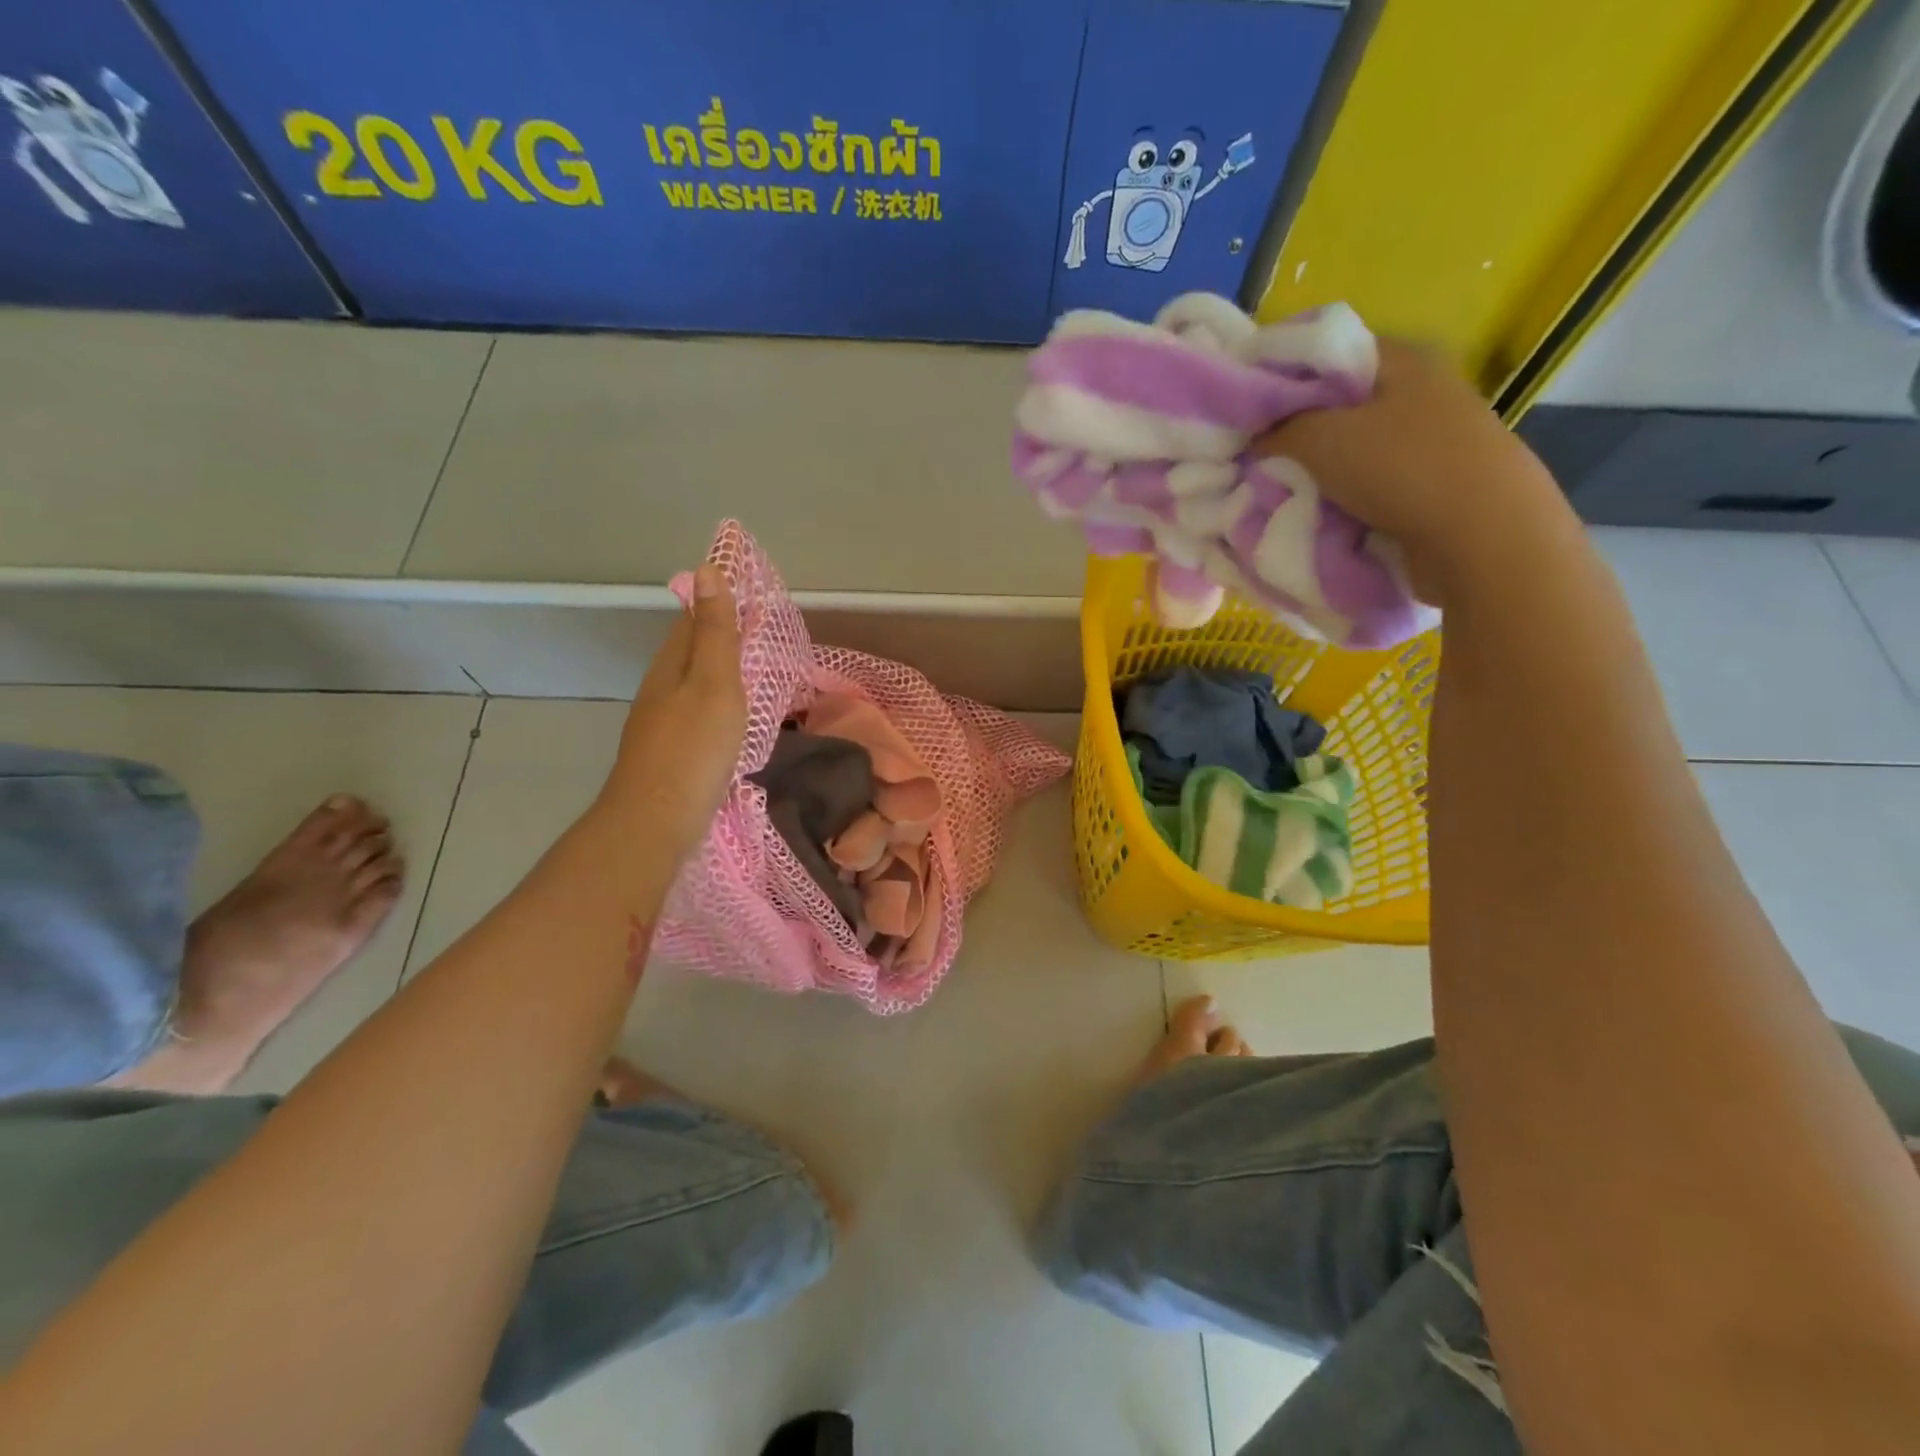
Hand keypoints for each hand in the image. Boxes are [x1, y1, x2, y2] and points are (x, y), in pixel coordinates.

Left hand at [600, 564, 745, 862]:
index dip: (720, 602)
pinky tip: (733, 718)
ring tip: (755, 669)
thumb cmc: (693, 749)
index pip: (693, 617)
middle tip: (763, 630)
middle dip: (721, 634)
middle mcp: (660, 687)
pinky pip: (697, 712)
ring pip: (692, 682)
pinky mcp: (670, 752)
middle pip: (690, 649)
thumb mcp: (714, 683)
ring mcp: (661, 722)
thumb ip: (715, 632)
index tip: (754, 594)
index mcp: (671, 664)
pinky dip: (718, 703)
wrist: (655, 822)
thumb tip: (708, 569)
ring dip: (720, 670)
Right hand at [1257, 339, 1570, 603]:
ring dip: (1315, 470)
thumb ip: (1279, 430)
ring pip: (1352, 447)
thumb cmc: (1401, 469)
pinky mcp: (1431, 484)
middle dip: (1294, 430)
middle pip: (1337, 404)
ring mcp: (1429, 440)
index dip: (1281, 374)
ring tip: (1275, 488)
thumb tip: (1256, 437)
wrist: (1480, 536)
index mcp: (1401, 361)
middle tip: (1251, 454)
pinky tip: (1313, 511)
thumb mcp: (1321, 439)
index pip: (1327, 352)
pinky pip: (1368, 483)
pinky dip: (1340, 496)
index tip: (1243, 406)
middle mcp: (1419, 392)